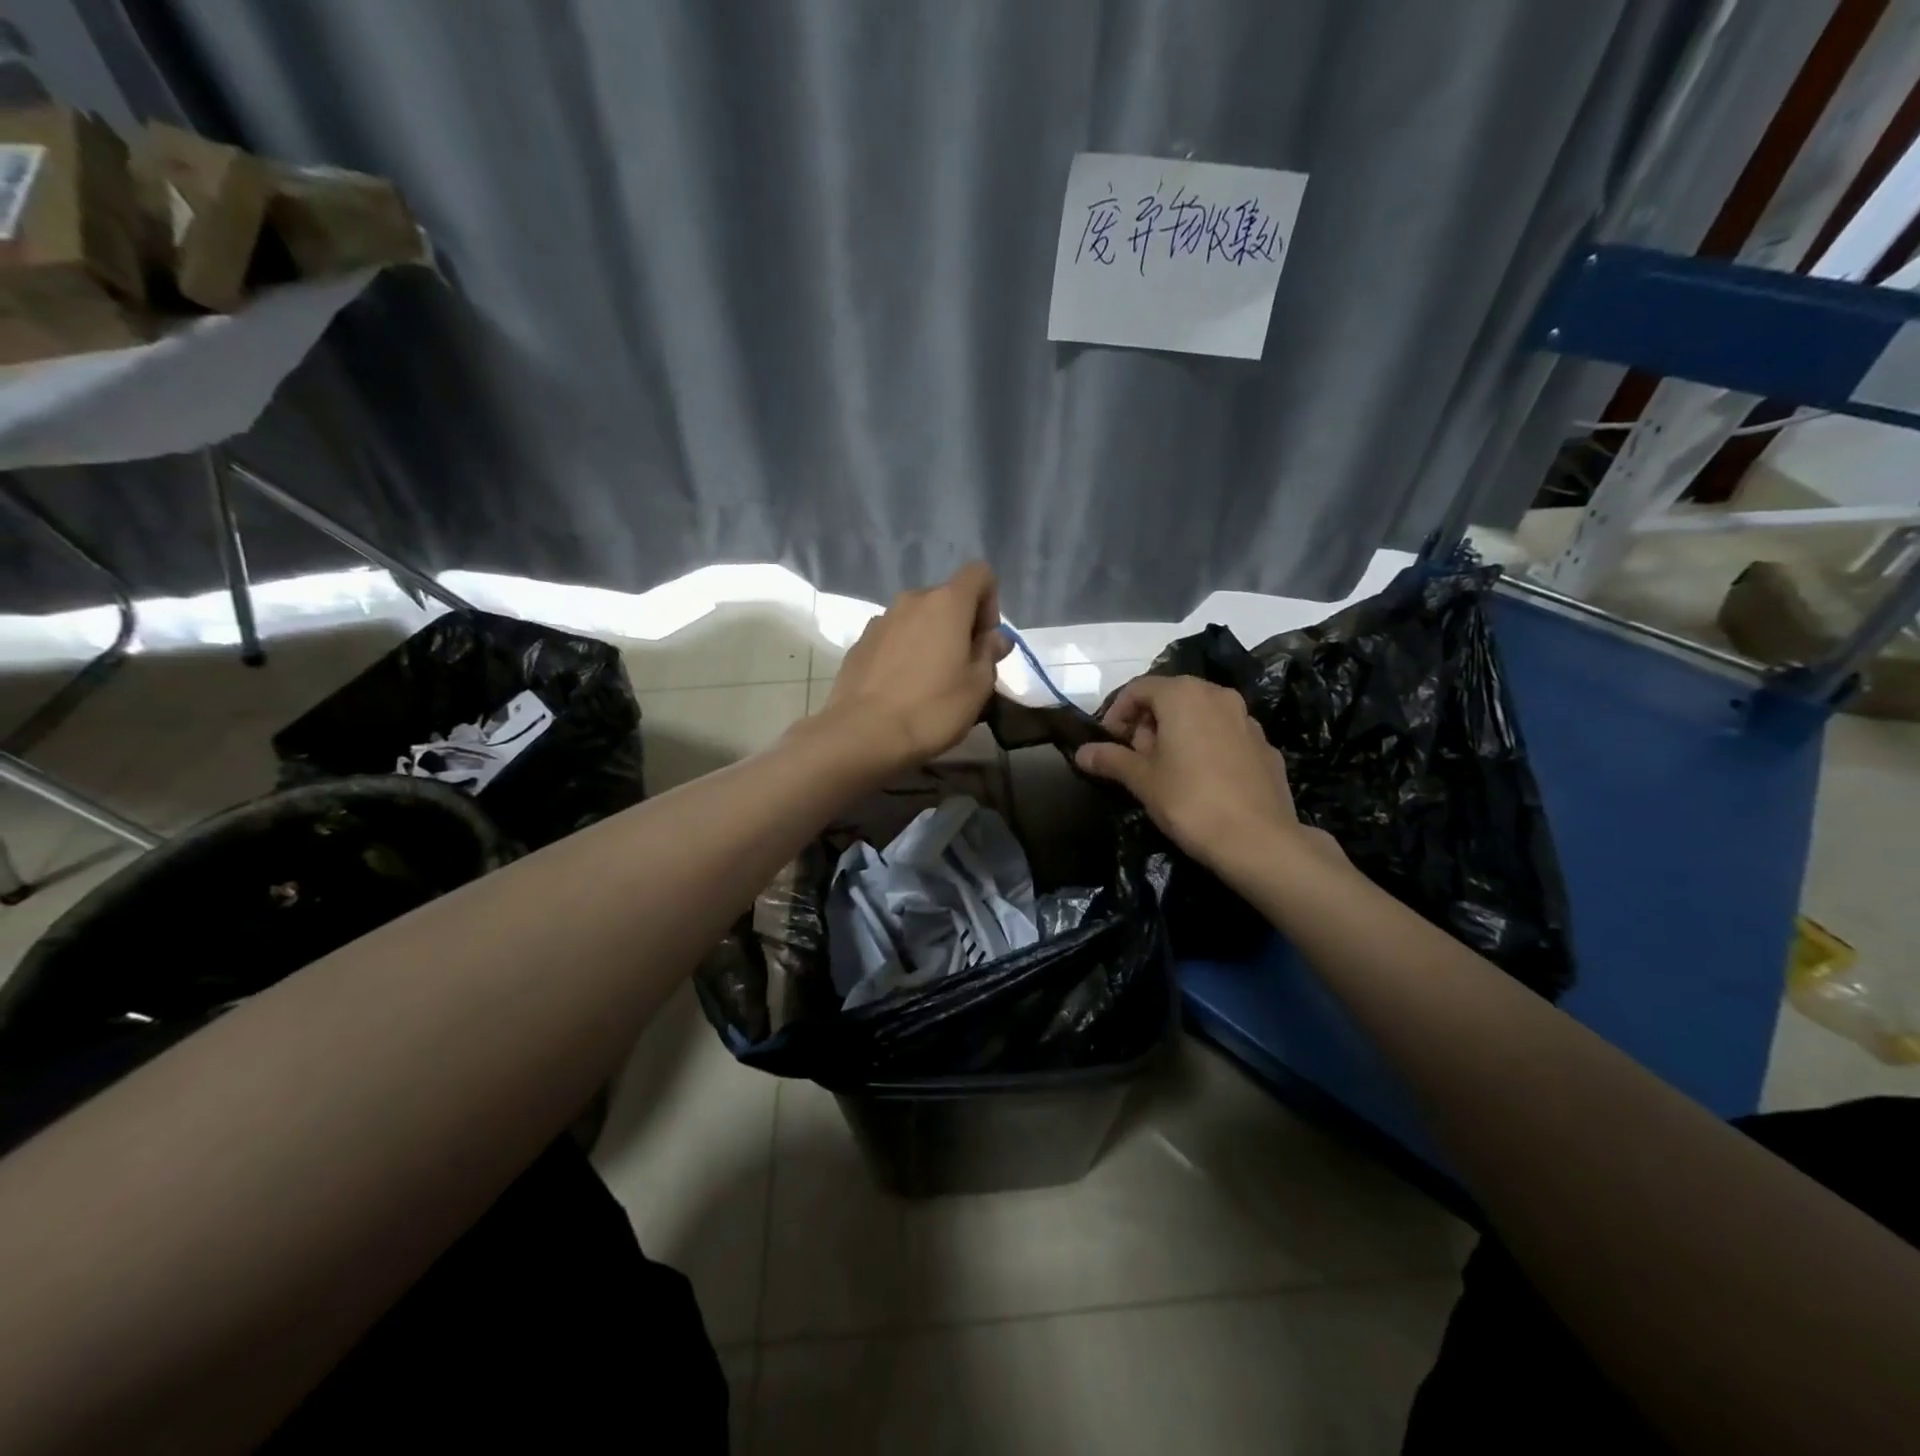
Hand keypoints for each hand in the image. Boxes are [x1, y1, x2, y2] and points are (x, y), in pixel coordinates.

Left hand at [818, 562, 1013, 772]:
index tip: (985, 641)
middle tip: (962, 668)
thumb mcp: (978, 687)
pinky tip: (901, 688)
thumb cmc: (932, 708)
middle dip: (960, 625)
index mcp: (946, 603)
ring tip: (930, 681)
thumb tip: (994, 637)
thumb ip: (989, 654)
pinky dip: (904, 652)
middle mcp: (911, 600)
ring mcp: (881, 620)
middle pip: (947, 598)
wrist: (863, 734)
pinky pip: (893, 637)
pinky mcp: (860, 643)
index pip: (980, 574)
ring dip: (930, 639)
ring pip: (917, 619)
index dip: (990, 603)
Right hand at [1075, 674, 1320, 868]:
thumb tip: (1082, 752)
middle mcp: (1218, 695)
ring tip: (1166, 771)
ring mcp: (1247, 719)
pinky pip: (1224, 736)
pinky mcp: (1265, 746)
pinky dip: (1206, 747)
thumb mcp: (1141, 780)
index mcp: (1184, 695)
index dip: (1116, 713)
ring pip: (1200, 715)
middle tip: (1134, 759)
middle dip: (1147, 723)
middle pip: (1171, 697)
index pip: (1138, 689)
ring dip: (1177, 734)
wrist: (1258, 840)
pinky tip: (1201, 781)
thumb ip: (1110, 759)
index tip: (1108, 743)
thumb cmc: (1190, 801)